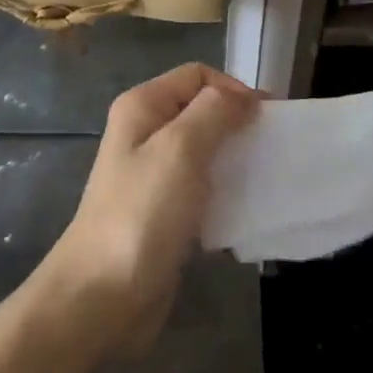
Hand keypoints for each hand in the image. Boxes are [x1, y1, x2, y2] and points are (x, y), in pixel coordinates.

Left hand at [36, 63, 259, 350]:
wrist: (102, 297)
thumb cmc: (142, 212)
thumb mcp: (181, 148)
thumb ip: (215, 111)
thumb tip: (243, 96)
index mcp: (143, 106)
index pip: (198, 75)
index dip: (233, 89)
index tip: (265, 119)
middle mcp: (145, 132)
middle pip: (202, 110)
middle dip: (238, 124)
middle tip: (270, 148)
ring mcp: (153, 174)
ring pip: (205, 151)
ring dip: (234, 160)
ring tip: (263, 178)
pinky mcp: (164, 212)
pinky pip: (202, 188)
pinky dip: (224, 193)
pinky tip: (244, 210)